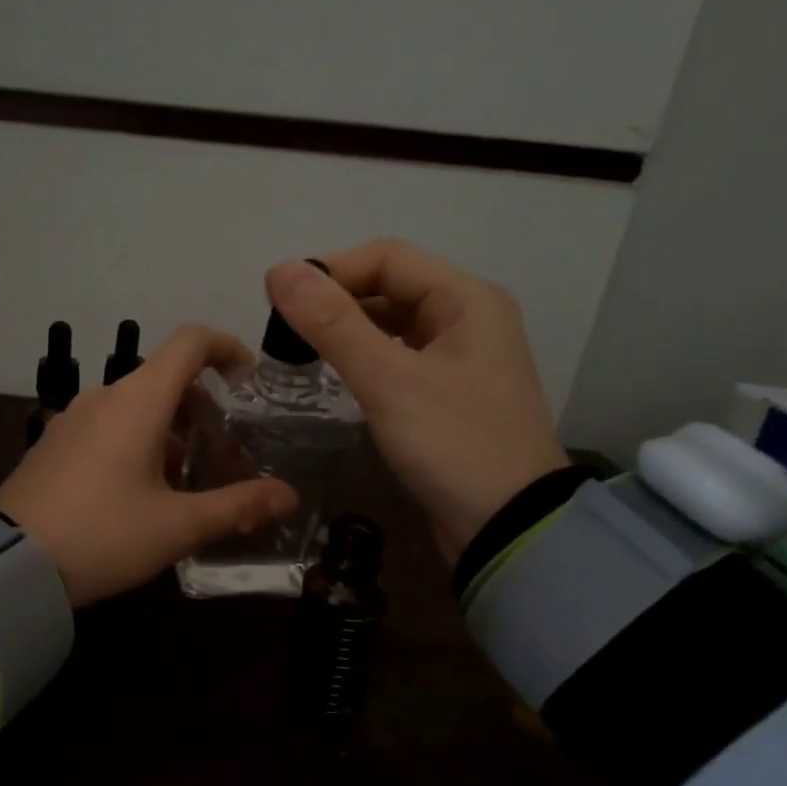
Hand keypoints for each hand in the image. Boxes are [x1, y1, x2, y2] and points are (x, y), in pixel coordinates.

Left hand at [0, 325, 297, 606]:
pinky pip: (108, 426)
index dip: (227, 348)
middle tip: (227, 454)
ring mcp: (72, 420)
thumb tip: (289, 496)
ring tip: (189, 479)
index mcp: (137, 401)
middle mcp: (103, 398)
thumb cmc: (102, 535)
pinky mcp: (54, 445)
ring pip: (136, 406)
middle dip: (205, 407)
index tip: (249, 379)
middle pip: (165, 378)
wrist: (8, 563)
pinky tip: (142, 491)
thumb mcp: (176, 527)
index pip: (189, 342)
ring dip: (172, 429)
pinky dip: (138, 441)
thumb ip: (238, 507)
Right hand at [265, 241, 567, 561]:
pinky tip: (337, 377)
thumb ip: (333, 325)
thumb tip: (278, 270)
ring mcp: (460, 358)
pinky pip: (398, 358)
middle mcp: (468, 318)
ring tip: (301, 351)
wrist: (508, 528)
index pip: (387, 258)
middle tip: (284, 331)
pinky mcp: (448, 394)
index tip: (280, 301)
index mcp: (466, 299)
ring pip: (392, 324)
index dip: (330, 271)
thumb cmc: (452, 445)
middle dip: (336, 301)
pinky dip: (365, 359)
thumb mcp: (388, 381)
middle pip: (390, 287)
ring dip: (348, 330)